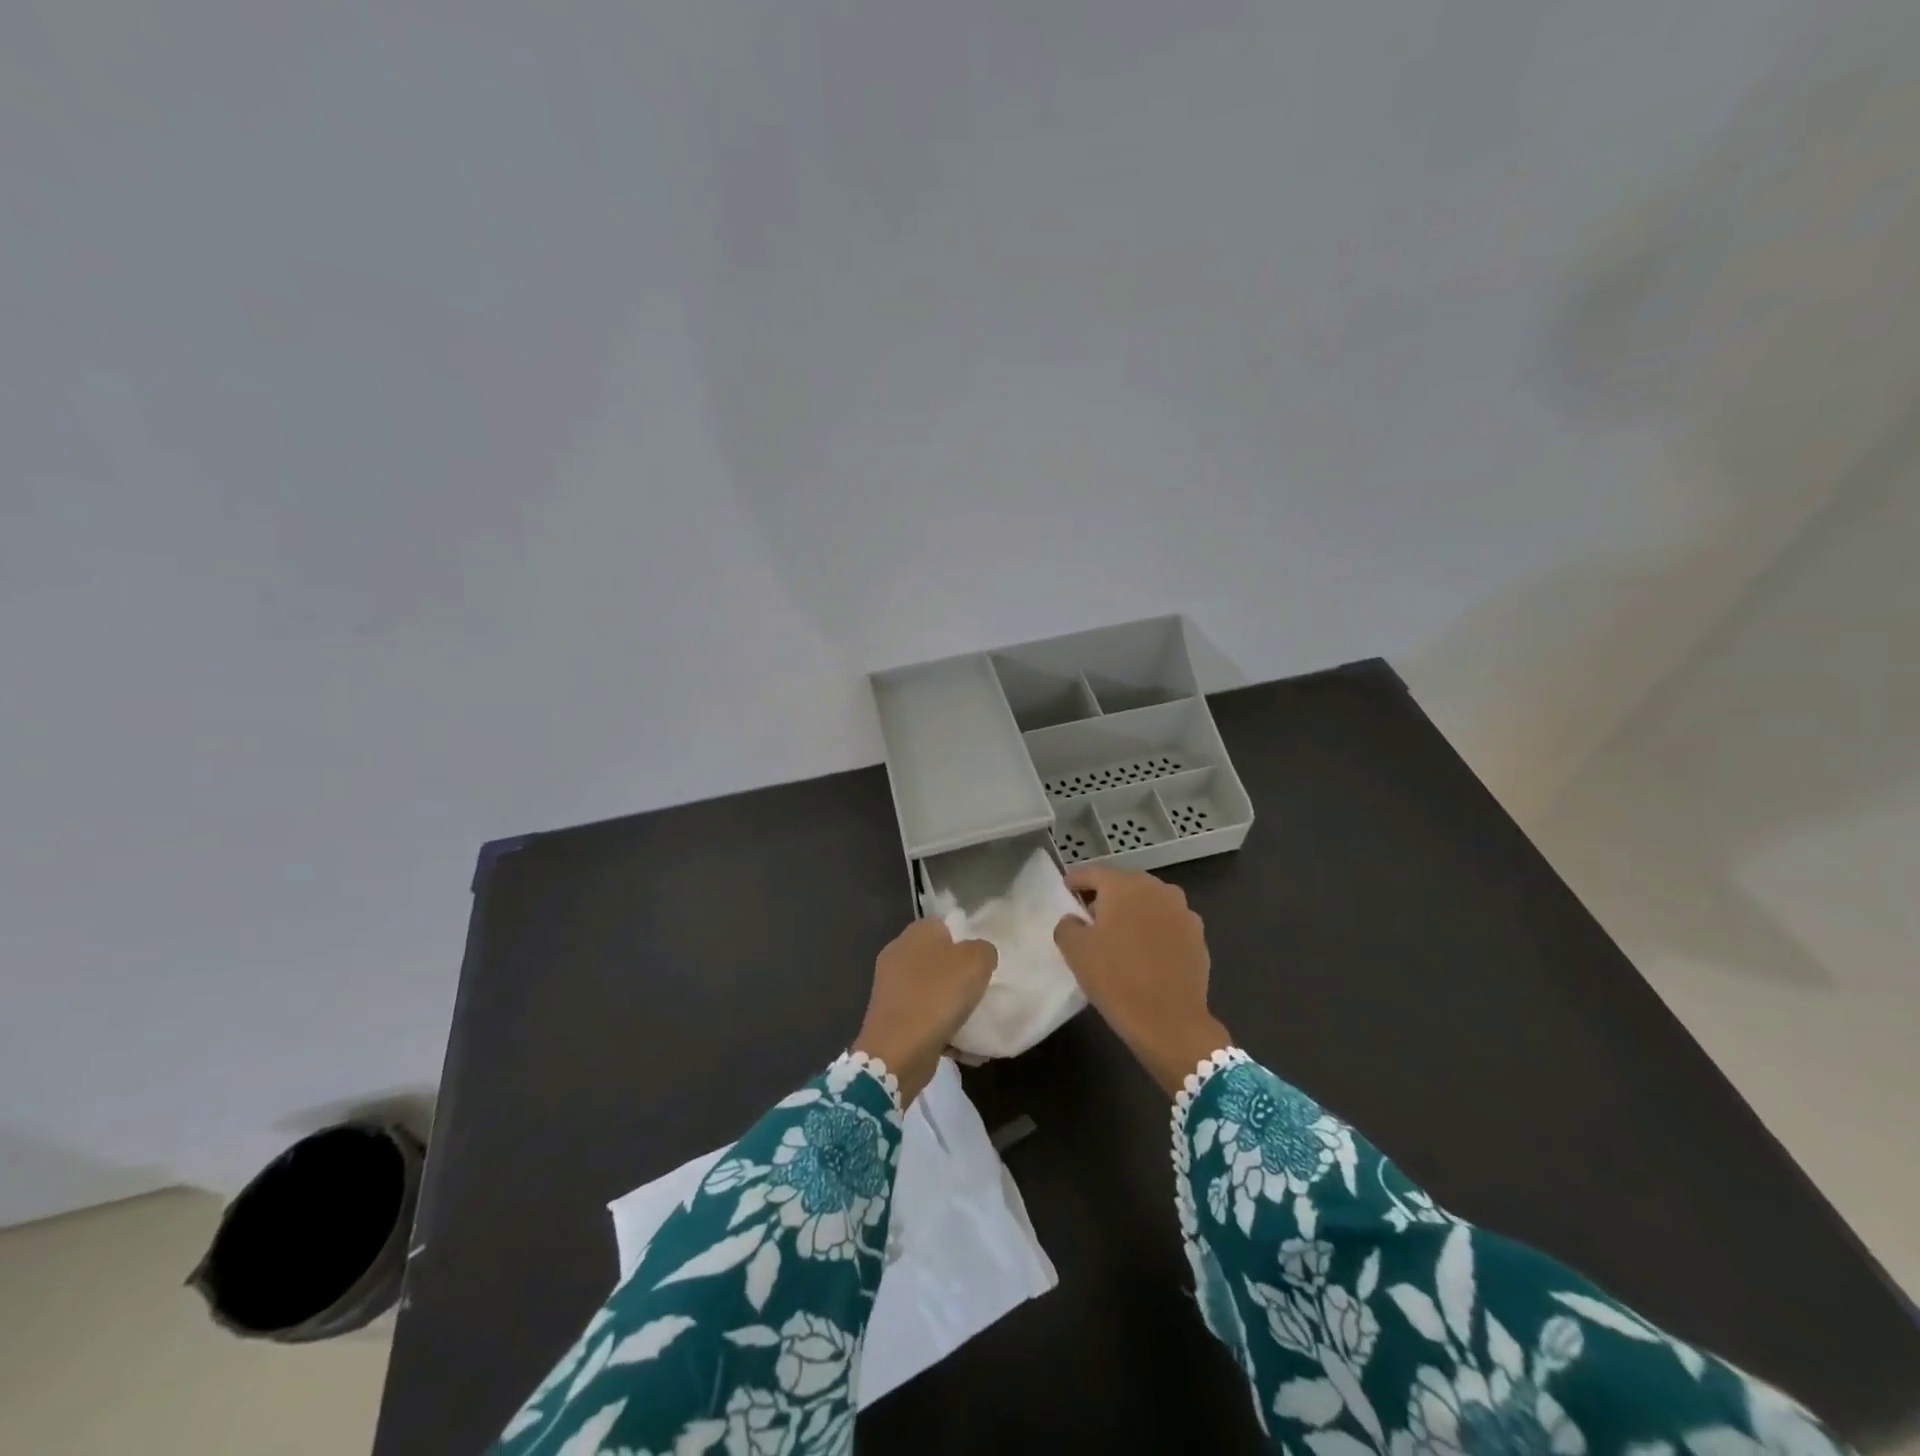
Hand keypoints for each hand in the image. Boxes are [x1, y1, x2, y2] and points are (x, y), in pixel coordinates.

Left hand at [853, 919, 996, 1104]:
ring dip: (953, 1005)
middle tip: (984, 988)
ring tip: (977, 1019)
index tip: (984, 960)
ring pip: (932, 990)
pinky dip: (943, 1030)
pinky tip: (965, 1045)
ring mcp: (892, 988)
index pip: (945, 924)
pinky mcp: (892, 1019)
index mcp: (916, 933)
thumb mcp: (976, 961)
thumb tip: (980, 954)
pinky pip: (926, 1018)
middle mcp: (899, 955)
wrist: (899, 1050)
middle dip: (961, 975)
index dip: (966, 939)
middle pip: (938, 958)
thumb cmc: (938, 995)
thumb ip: (984, 950)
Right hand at [1052, 866, 1231, 1095]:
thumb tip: (1075, 920)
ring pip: (1149, 903)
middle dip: (1106, 897)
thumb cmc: (1116, 978)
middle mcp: (1158, 889)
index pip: (1094, 873)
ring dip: (1133, 912)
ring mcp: (1183, 912)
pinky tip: (1145, 953)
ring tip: (1119, 936)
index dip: (1076, 881)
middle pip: (1125, 885)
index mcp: (1125, 885)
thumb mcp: (1075, 951)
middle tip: (1090, 917)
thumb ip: (1067, 926)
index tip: (1066, 890)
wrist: (1170, 1021)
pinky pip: (1168, 924)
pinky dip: (1154, 931)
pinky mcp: (1198, 936)